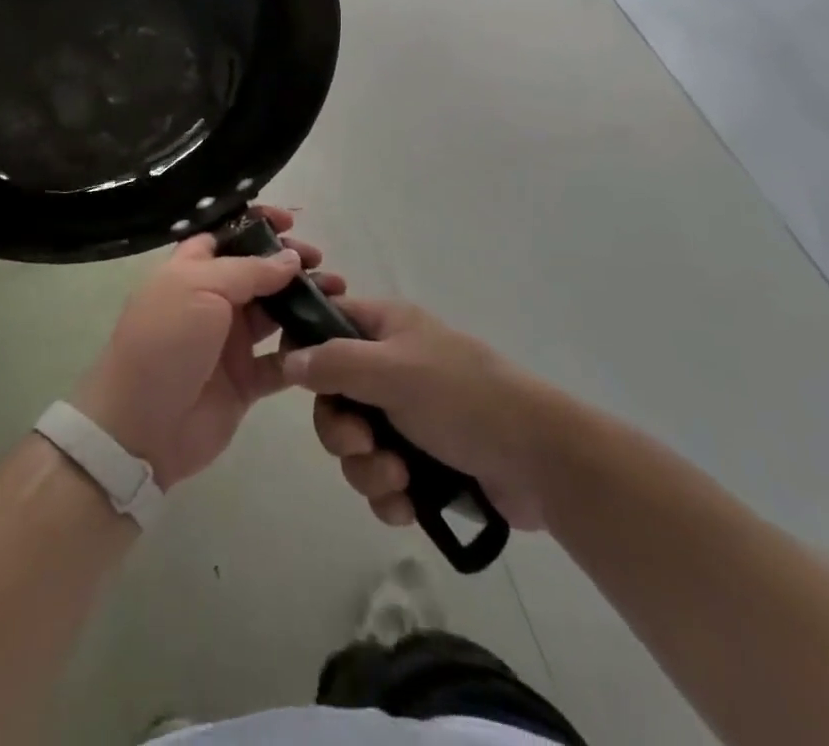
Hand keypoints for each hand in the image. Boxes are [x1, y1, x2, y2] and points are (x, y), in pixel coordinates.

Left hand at [72, 207, 340, 489]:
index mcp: (192, 270)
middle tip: (319, 261)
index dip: (257, 224)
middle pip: (259, 272)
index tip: (290, 222)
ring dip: (305, 301)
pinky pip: (282, 360)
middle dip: (290, 262)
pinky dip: (304, 350)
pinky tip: (328, 339)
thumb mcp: (199, 289)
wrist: (140, 427)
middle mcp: (213, 300)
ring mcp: (230, 341)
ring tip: (337, 293)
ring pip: (276, 312)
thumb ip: (249, 270)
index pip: (228, 236)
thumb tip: (291, 258)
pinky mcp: (246, 380)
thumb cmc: (165, 343)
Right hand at [282, 298, 552, 530]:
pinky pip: (381, 478)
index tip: (298, 382)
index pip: (328, 323)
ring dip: (367, 469)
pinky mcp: (424, 461)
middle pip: (334, 396)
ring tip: (399, 478)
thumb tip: (289, 360)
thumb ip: (335, 363)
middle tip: (364, 442)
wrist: (539, 461)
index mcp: (387, 329)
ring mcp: (409, 415)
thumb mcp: (393, 371)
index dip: (307, 350)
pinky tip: (408, 504)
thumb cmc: (462, 398)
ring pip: (356, 444)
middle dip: (341, 431)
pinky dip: (389, 494)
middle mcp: (392, 367)